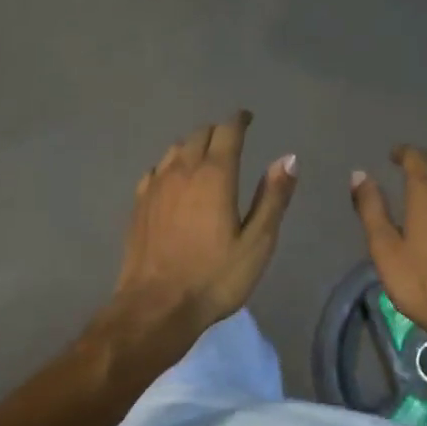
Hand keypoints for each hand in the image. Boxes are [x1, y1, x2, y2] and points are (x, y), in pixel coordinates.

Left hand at [111, 112, 297, 334]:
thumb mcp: (257, 242)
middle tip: (231, 139)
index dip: (239, 120)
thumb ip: (273, 197)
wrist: (156, 307)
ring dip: (192, 146)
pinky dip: (170, 166)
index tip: (247, 118)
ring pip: (175, 149)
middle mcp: (182, 170)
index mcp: (215, 175)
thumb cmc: (215, 277)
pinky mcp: (138, 204)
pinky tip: (173, 180)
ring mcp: (155, 186)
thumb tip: (288, 158)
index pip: (227, 131)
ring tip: (204, 156)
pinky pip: (156, 170)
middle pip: (199, 135)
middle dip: (217, 132)